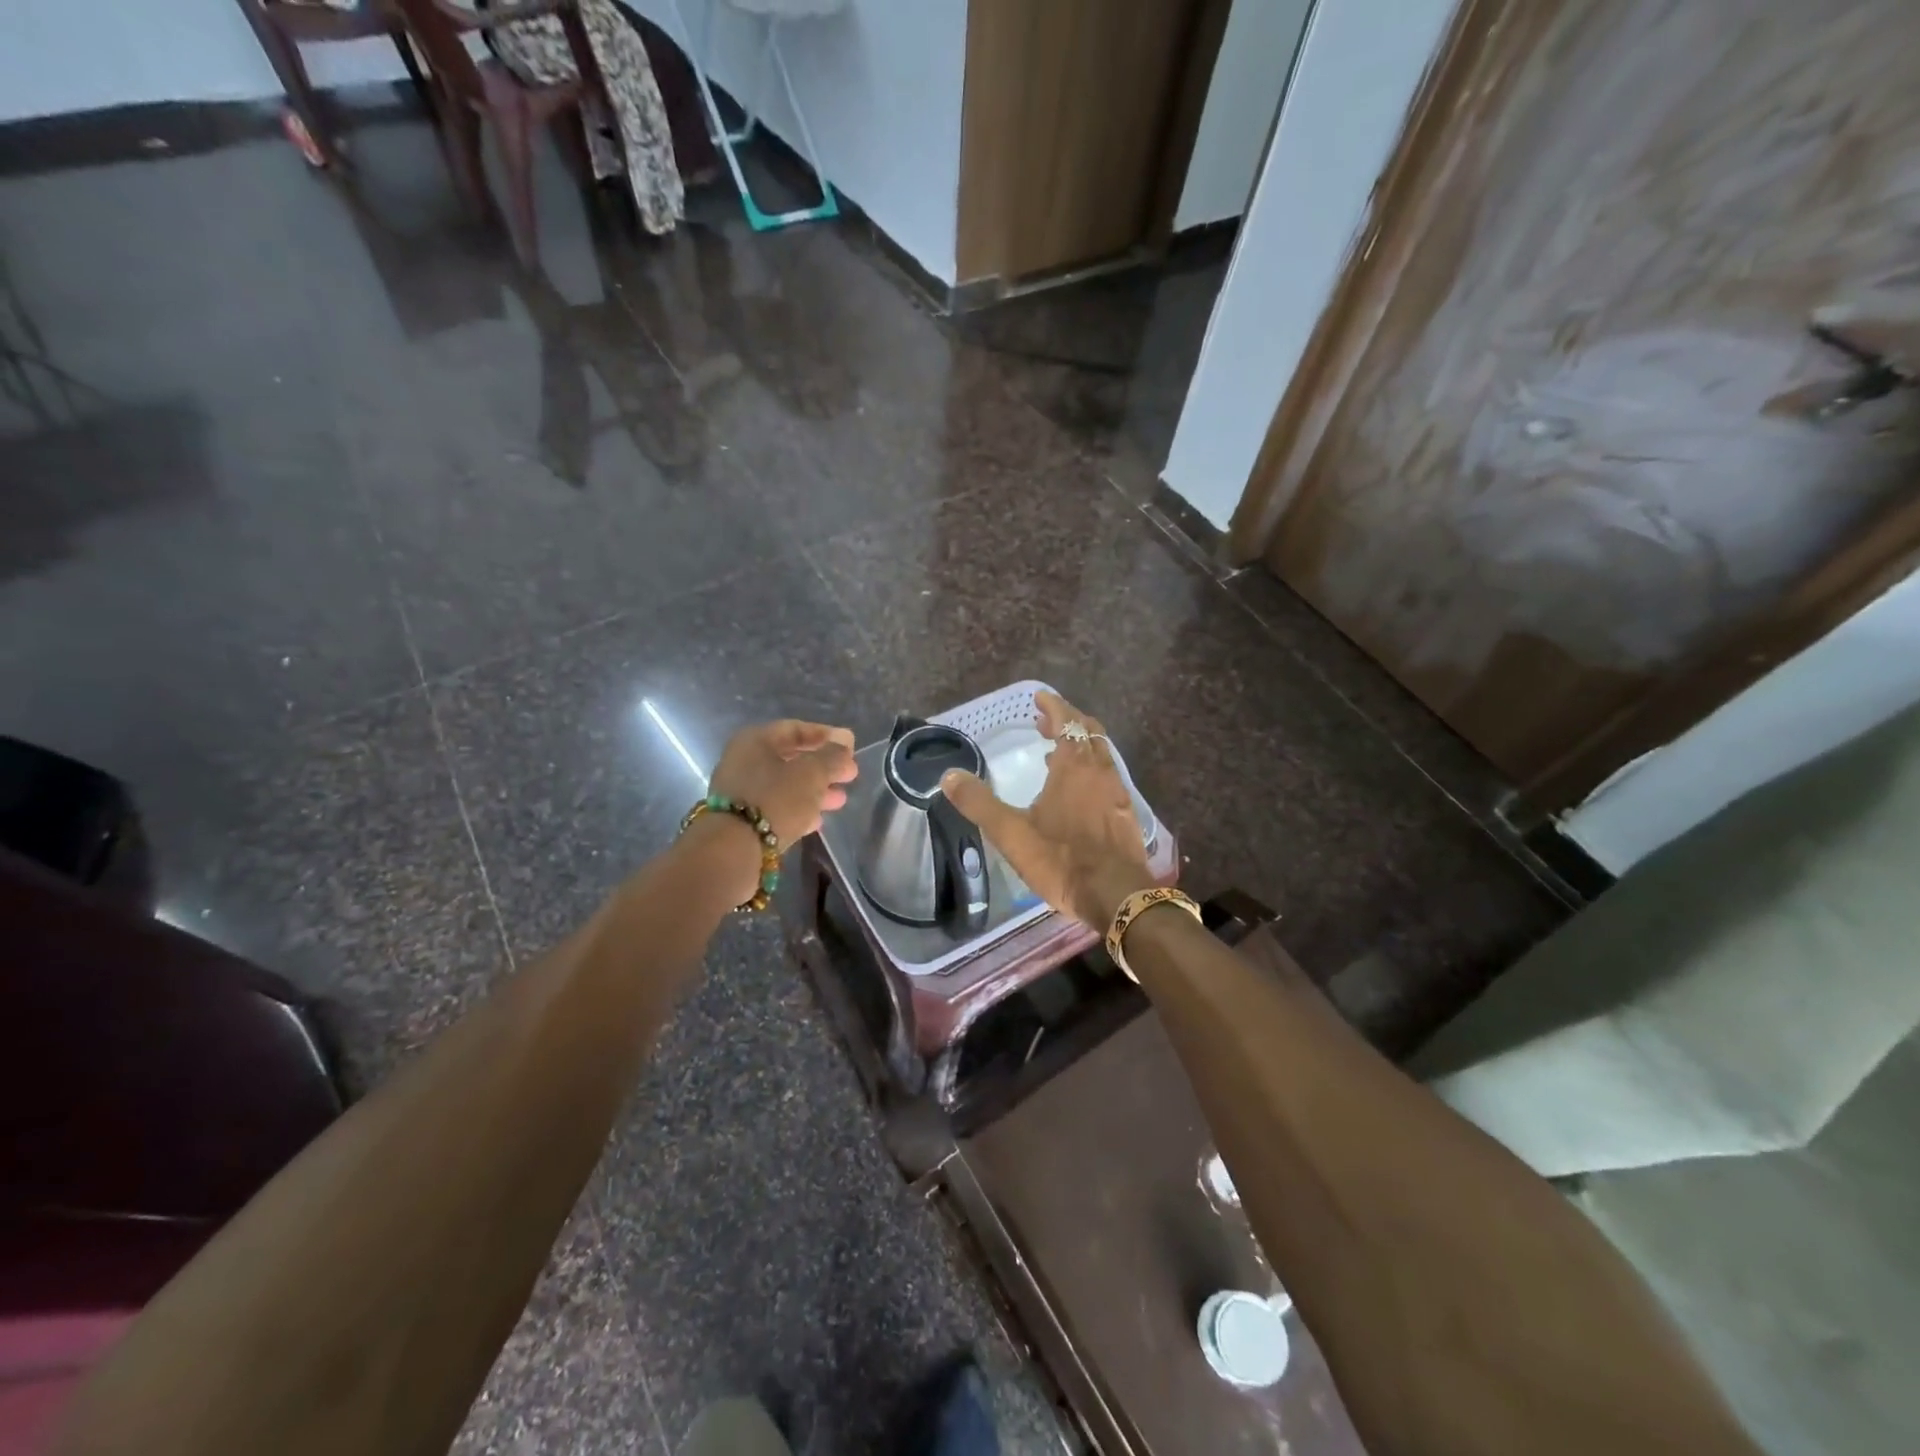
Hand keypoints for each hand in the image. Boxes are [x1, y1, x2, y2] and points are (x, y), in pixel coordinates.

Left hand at [694, 720, 857, 901]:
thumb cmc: (775, 799)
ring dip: (815, 790)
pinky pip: (776, 807)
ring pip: (785, 785)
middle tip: (850, 775)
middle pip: (791, 759)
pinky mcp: (742, 820)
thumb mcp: (811, 773)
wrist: (734, 850)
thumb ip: (832, 757)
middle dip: (824, 767)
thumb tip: (843, 747)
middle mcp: (744, 762)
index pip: (796, 729)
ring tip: (840, 800)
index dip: (827, 736)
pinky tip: (818, 821)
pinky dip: (798, 809)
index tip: (852, 747)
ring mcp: (741, 792)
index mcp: (755, 741)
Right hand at [941, 691, 1152, 929]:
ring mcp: (1117, 793)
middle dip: (1067, 722)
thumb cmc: (1062, 859)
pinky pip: (1107, 778)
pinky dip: (1090, 771)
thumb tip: (949, 776)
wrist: (1117, 895)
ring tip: (1054, 755)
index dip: (1054, 706)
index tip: (1039, 697)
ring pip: (1100, 755)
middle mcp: (1100, 771)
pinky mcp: (1126, 814)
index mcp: (1074, 766)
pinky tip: (1076, 794)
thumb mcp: (1012, 833)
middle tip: (1045, 722)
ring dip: (1079, 747)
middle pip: (1089, 732)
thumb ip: (979, 803)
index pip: (1068, 721)